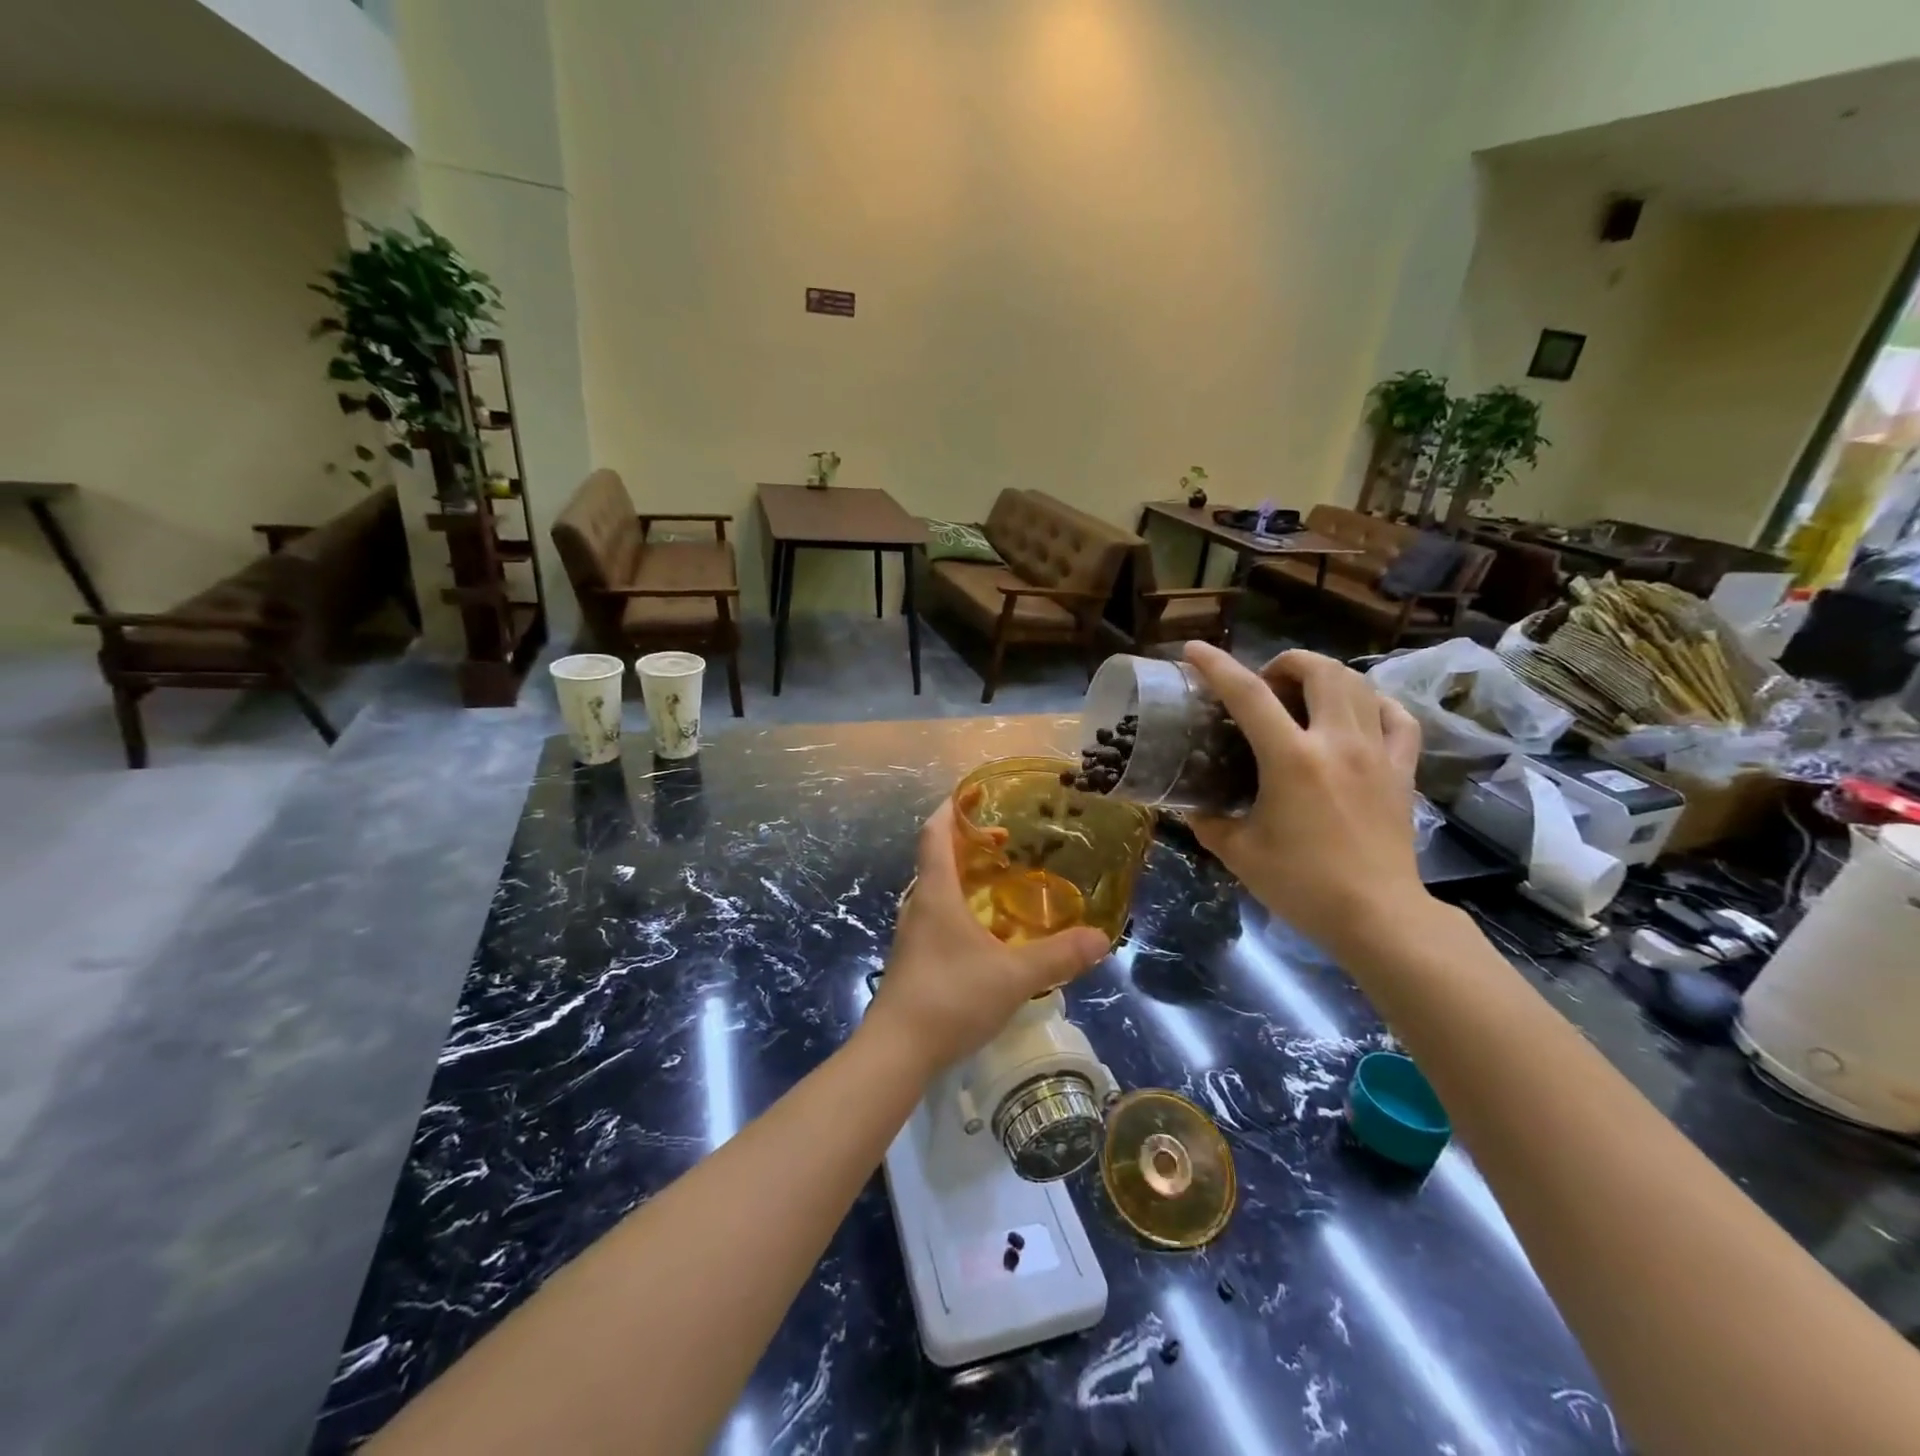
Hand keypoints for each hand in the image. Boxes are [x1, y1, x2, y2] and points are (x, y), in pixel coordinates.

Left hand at [864, 801, 1108, 1077]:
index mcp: (936, 894)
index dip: (952, 808)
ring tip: (1001, 878)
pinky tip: (987, 929)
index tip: (973, 792)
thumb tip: (1102, 938)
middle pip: (937, 858)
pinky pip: (938, 916)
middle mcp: (919, 905)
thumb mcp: (1013, 976)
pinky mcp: (915, 959)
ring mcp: (913, 934)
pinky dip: (961, 906)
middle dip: (967, 842)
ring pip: (937, 889)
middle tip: (1004, 839)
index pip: (935, 834)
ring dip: (964, 876)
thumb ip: (1058, 955)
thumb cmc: (951, 998)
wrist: (897, 1051)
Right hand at [1182, 642, 1429, 954]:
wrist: (1379, 917)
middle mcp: (1337, 743)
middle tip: (1263, 684)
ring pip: (1359, 684)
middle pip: (1318, 670)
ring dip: (1325, 676)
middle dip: (1284, 662)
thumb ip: (1209, 823)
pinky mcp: (1403, 771)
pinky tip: (1357, 714)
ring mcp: (1378, 754)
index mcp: (1291, 759)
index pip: (1248, 695)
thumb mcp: (1239, 854)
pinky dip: (1373, 703)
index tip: (1193, 650)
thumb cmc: (1303, 885)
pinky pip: (1397, 717)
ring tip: (1303, 696)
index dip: (1217, 666)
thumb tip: (1191, 807)